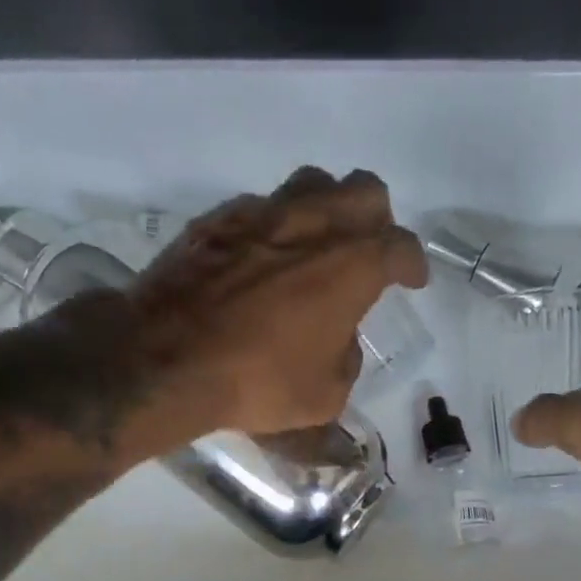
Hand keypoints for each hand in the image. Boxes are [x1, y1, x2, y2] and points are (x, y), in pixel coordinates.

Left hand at [129, 166, 428, 436]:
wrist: (167, 359)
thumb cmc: (259, 383)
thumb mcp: (325, 395)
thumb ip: (346, 360)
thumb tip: (339, 341)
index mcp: (351, 266)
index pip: (400, 247)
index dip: (413, 264)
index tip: (413, 280)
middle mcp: (312, 225)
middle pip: (364, 191)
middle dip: (377, 219)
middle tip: (370, 251)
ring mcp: (261, 214)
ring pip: (312, 184)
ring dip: (327, 209)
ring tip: (320, 244)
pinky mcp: (218, 220)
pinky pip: (262, 208)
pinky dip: (277, 227)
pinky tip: (266, 259)